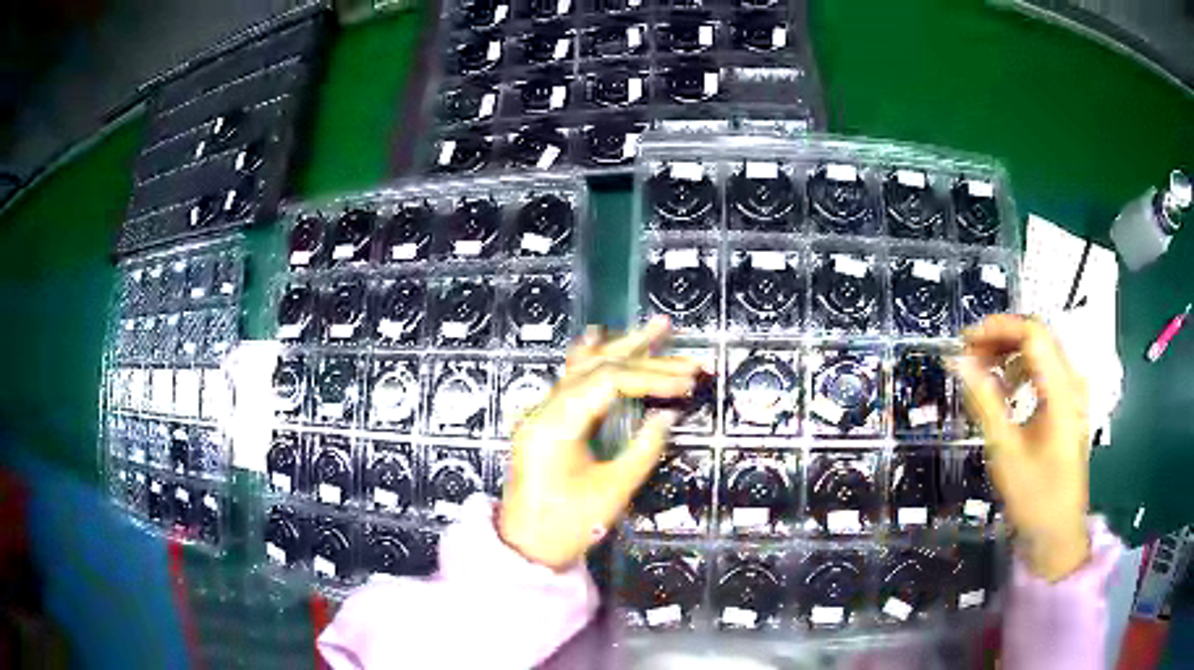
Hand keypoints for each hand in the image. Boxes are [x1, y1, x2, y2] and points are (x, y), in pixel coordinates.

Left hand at [499, 318, 701, 569]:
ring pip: (585, 368)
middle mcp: (545, 408)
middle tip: (685, 351)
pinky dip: (591, 358)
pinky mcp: (546, 422)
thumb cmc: (566, 526)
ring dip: (623, 349)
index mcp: (556, 424)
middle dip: (646, 358)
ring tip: (656, 328)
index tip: (688, 384)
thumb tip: (669, 416)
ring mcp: (542, 412)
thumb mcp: (612, 491)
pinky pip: (570, 380)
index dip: (652, 378)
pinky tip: (598, 336)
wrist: (525, 547)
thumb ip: (643, 449)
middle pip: (599, 369)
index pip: (610, 382)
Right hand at [955, 314, 1090, 581]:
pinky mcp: (1068, 407)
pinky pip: (1044, 373)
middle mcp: (1071, 382)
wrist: (1058, 534)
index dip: (997, 328)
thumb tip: (959, 361)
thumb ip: (984, 401)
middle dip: (1001, 338)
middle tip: (968, 356)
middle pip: (1038, 337)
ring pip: (1041, 353)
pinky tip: (1005, 391)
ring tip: (982, 372)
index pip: (1032, 333)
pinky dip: (1021, 372)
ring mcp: (1072, 394)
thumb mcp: (1006, 451)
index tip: (965, 342)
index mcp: (1062, 389)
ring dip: (1010, 353)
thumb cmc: (1035, 497)